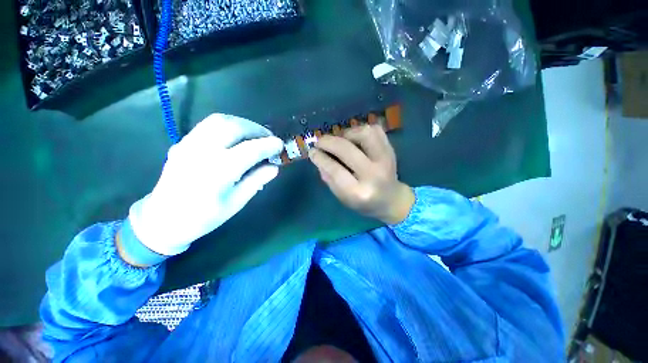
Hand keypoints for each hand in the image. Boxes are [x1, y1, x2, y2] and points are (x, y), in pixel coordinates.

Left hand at [128, 114, 283, 256]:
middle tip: (268, 138)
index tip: (280, 145)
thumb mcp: (236, 203)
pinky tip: (235, 136)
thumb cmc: (203, 217)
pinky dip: (228, 125)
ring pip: (219, 120)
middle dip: (256, 129)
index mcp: (217, 172)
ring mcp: (189, 144)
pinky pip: (208, 125)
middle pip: (233, 127)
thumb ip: (256, 181)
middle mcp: (202, 152)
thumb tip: (274, 167)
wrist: (163, 219)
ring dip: (242, 123)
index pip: (250, 150)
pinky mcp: (183, 142)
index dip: (268, 145)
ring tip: (254, 134)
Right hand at [309, 125, 414, 224]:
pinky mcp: (391, 150)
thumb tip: (317, 155)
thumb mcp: (342, 197)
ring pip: (364, 134)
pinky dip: (361, 130)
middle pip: (347, 150)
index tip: (312, 151)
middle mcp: (374, 175)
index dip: (320, 158)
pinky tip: (354, 139)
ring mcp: (386, 160)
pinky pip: (375, 130)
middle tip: (319, 142)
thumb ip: (329, 178)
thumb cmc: (363, 202)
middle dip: (328, 142)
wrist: (391, 199)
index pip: (335, 171)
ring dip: (346, 133)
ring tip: (340, 140)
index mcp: (359, 193)